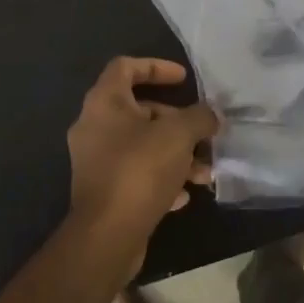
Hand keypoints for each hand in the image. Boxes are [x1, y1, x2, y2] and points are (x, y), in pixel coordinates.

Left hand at [66, 57, 218, 274]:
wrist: (107, 235)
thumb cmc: (140, 170)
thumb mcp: (179, 135)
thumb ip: (199, 117)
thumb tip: (210, 115)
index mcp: (104, 102)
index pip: (126, 67)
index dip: (156, 67)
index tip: (184, 79)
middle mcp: (94, 126)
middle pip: (139, 110)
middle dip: (177, 121)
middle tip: (203, 134)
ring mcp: (95, 160)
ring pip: (142, 145)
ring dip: (176, 154)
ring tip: (204, 172)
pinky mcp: (103, 190)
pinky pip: (136, 173)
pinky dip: (161, 178)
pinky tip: (184, 195)